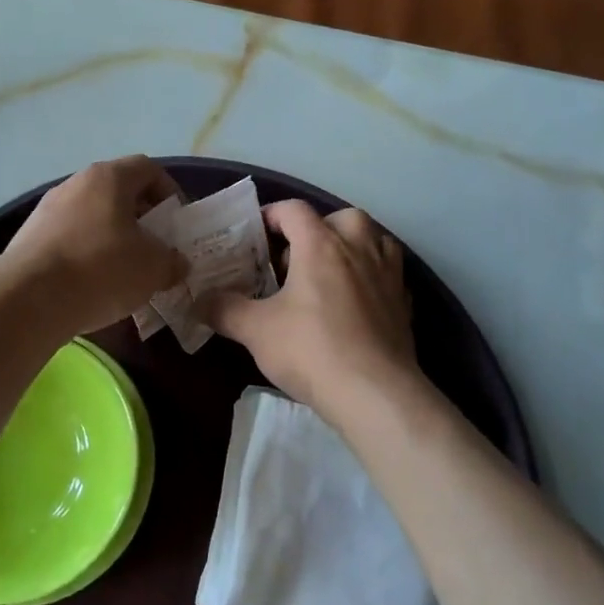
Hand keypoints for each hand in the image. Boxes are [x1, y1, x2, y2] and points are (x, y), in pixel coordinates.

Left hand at [0, 156, 187, 337]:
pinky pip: (69, 238)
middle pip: (117, 192)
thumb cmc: (101, 268)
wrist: (28, 298)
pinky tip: (92, 285)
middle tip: (154, 248)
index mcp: (109, 177)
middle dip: (141, 219)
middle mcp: (75, 184)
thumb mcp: (153, 268)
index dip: (169, 191)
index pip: (148, 169)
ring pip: (91, 216)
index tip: (176, 222)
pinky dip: (86, 254)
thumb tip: (176, 263)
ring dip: (112, 238)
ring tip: (124, 272)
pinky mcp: (29, 237)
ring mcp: (47, 209)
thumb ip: (172, 261)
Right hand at [202, 200, 424, 419]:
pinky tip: (358, 302)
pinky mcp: (405, 304)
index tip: (255, 235)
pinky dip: (373, 278)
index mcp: (321, 245)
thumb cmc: (311, 350)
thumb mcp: (255, 331)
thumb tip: (198, 301)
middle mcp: (359, 249)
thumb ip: (224, 310)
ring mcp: (387, 275)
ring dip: (353, 247)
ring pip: (374, 240)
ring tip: (331, 273)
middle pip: (342, 217)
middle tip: (296, 258)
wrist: (375, 394)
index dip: (272, 215)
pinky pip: (389, 275)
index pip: (294, 210)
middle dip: (318, 229)